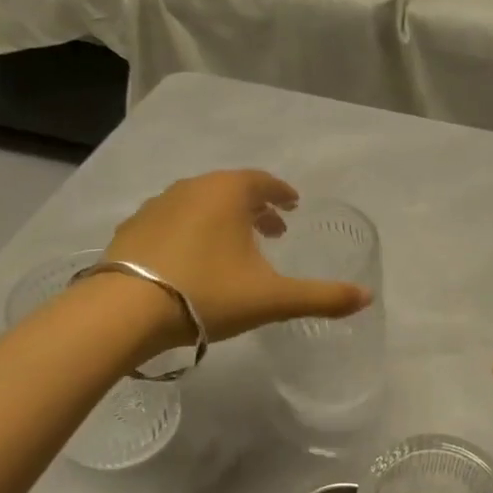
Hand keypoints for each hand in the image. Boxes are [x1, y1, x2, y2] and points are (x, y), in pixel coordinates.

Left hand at [100, 170, 372, 350]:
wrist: (125, 311)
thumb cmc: (208, 293)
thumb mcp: (272, 299)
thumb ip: (322, 297)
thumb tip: (367, 298)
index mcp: (229, 192)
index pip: (264, 182)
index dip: (282, 194)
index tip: (293, 206)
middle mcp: (192, 188)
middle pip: (232, 189)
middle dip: (255, 207)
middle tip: (273, 229)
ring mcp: (157, 205)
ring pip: (200, 203)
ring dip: (222, 218)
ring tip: (234, 246)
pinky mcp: (132, 229)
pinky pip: (172, 220)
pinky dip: (191, 230)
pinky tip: (192, 259)